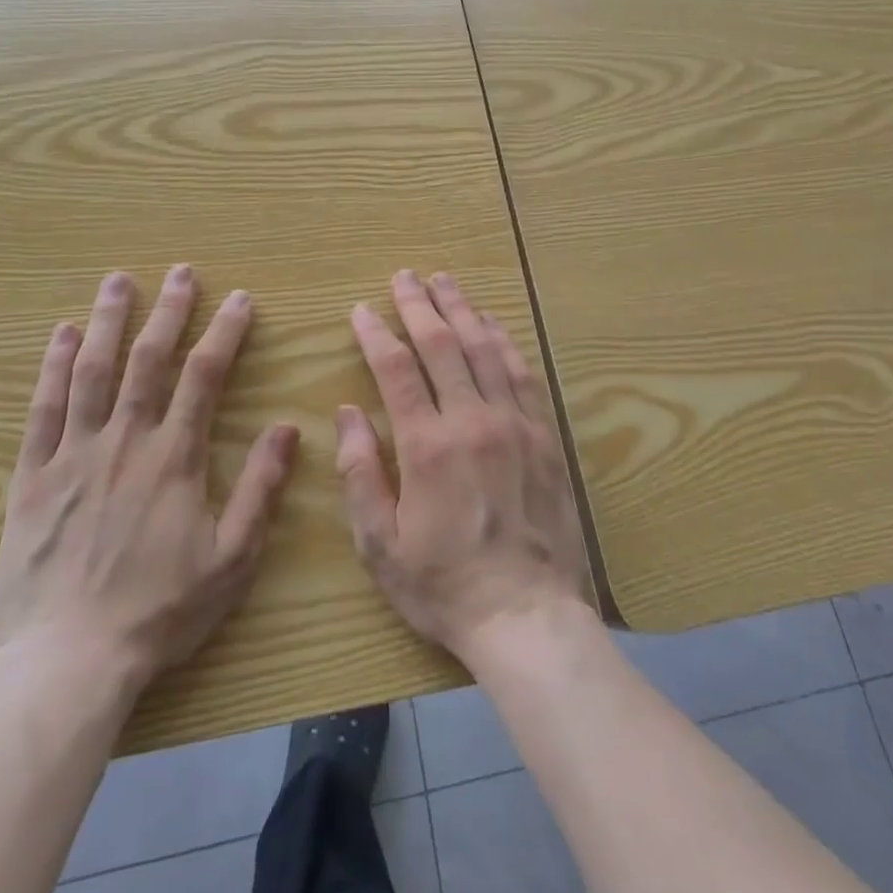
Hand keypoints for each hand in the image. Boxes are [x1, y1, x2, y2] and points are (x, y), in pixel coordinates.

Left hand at [0, 266, 298, 689]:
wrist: (70, 661)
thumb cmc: (160, 610)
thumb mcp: (232, 557)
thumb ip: (260, 487)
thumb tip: (288, 427)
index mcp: (174, 457)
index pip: (204, 376)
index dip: (225, 332)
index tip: (239, 298)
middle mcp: (125, 441)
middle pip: (149, 360)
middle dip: (168, 311)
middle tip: (180, 271)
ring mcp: (73, 454)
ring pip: (92, 372)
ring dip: (109, 321)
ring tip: (118, 281)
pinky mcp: (32, 476)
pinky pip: (42, 410)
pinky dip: (52, 367)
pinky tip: (62, 335)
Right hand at [336, 270, 590, 664]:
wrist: (526, 616)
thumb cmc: (443, 585)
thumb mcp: (380, 544)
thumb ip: (360, 472)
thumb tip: (348, 412)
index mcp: (427, 445)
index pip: (396, 369)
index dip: (377, 333)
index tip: (363, 309)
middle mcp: (473, 421)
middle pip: (443, 345)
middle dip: (420, 305)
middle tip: (406, 276)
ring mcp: (515, 424)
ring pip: (485, 350)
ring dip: (463, 311)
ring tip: (446, 283)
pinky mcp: (544, 436)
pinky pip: (523, 375)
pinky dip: (505, 342)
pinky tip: (494, 325)